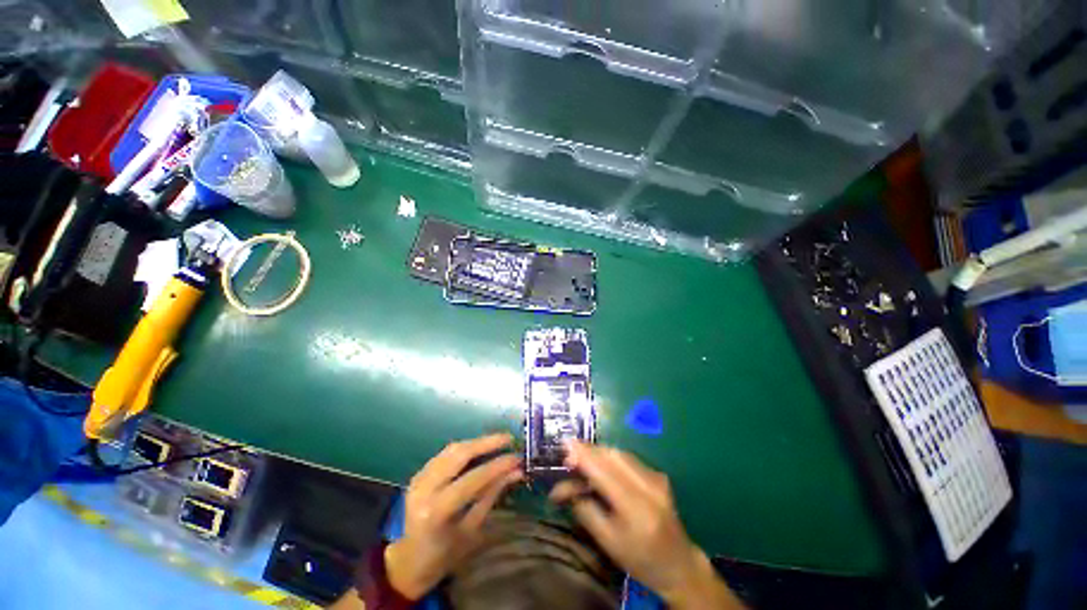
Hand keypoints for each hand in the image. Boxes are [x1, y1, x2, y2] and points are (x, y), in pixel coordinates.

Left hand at [386, 434, 522, 599]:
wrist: (408, 562)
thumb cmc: (444, 554)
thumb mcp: (472, 530)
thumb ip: (492, 495)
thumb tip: (516, 472)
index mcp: (436, 511)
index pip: (472, 479)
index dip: (497, 465)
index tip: (517, 457)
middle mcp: (424, 489)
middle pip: (459, 454)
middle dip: (487, 443)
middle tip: (509, 439)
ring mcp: (418, 478)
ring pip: (452, 449)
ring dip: (477, 442)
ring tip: (498, 441)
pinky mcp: (419, 473)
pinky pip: (445, 453)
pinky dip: (466, 448)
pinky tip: (480, 448)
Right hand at [550, 441, 743, 608]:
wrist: (678, 564)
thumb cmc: (640, 559)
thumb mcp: (607, 541)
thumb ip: (585, 509)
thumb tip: (563, 486)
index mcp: (636, 506)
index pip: (603, 470)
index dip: (582, 454)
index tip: (564, 445)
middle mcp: (649, 484)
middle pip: (612, 455)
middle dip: (587, 452)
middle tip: (568, 459)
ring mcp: (656, 477)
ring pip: (619, 453)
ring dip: (598, 454)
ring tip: (581, 463)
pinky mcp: (658, 474)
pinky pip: (628, 459)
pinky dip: (610, 459)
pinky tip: (600, 468)